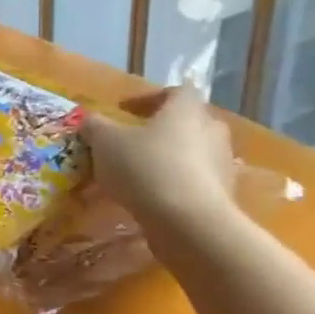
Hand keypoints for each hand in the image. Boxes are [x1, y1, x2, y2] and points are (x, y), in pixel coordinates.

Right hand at [81, 87, 238, 232]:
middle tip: (133, 140)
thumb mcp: (104, 141)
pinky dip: (175, 182)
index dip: (150, 97)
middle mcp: (211, 131)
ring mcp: (222, 164)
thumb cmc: (145, 167)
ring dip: (169, 157)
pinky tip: (150, 196)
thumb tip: (90, 120)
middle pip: (188, 121)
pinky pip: (196, 180)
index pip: (176, 91)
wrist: (189, 222)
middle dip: (162, 128)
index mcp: (186, 110)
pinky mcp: (223, 194)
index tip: (125, 110)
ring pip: (193, 152)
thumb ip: (95, 126)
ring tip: (137, 172)